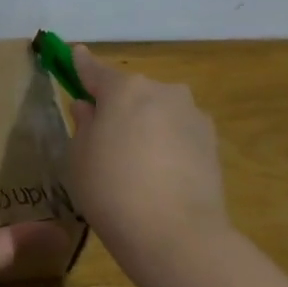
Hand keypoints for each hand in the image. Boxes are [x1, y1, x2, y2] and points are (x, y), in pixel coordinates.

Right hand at [68, 45, 229, 272]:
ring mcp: (192, 115)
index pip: (95, 70)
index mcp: (125, 89)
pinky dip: (166, 144)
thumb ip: (83, 125)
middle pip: (133, 92)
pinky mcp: (212, 141)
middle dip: (118, 106)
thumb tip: (89, 108)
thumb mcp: (79, 158)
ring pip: (159, 112)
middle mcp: (163, 91)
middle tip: (104, 137)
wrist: (175, 233)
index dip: (81, 64)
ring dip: (146, 125)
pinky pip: (178, 133)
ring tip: (135, 163)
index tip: (75, 53)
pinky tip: (160, 174)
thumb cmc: (112, 190)